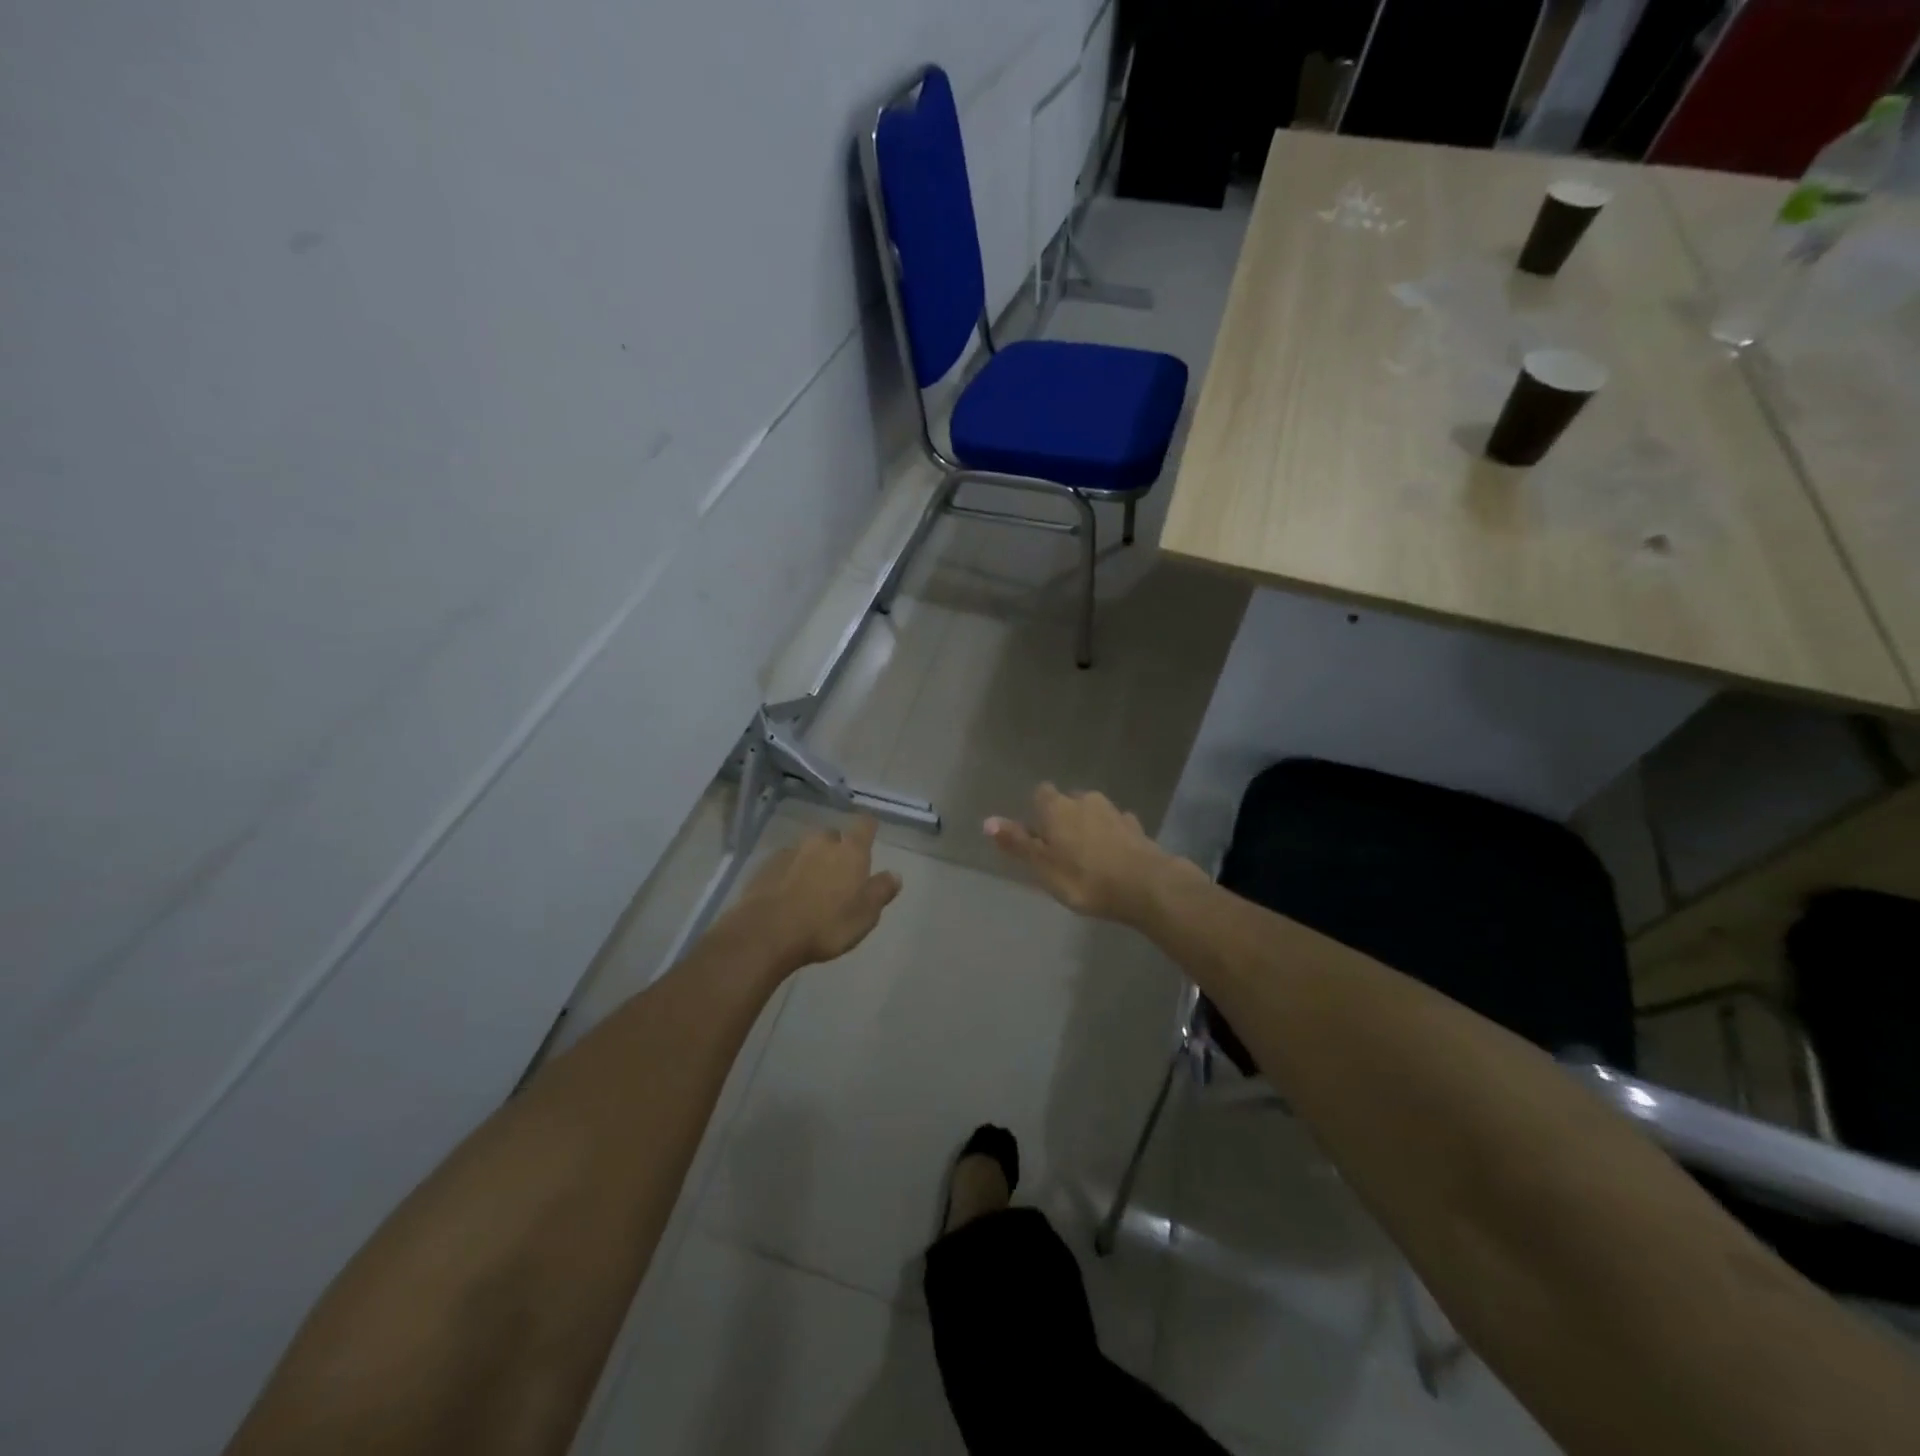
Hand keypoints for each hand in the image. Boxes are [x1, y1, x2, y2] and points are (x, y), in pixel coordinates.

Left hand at [728, 817, 901, 970]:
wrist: (767, 932)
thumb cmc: (826, 924)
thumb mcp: (865, 915)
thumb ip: (881, 891)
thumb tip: (895, 874)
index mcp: (850, 851)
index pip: (865, 825)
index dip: (868, 828)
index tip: (870, 834)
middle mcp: (821, 842)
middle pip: (833, 837)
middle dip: (837, 849)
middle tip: (839, 874)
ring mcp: (791, 851)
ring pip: (807, 850)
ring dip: (812, 861)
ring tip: (812, 887)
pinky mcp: (766, 865)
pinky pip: (785, 863)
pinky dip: (790, 872)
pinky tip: (788, 894)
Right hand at [984, 784, 1177, 922]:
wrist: (1144, 885)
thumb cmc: (1083, 877)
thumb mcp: (1042, 866)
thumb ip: (1016, 842)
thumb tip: (987, 821)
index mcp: (1057, 807)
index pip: (1041, 794)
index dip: (1038, 811)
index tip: (1037, 834)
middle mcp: (1085, 800)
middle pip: (1069, 802)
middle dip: (1064, 819)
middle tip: (1061, 849)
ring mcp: (1114, 812)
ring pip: (1094, 813)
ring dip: (1089, 827)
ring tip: (1088, 855)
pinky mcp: (1136, 828)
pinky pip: (1117, 826)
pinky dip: (1112, 837)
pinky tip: (1114, 856)